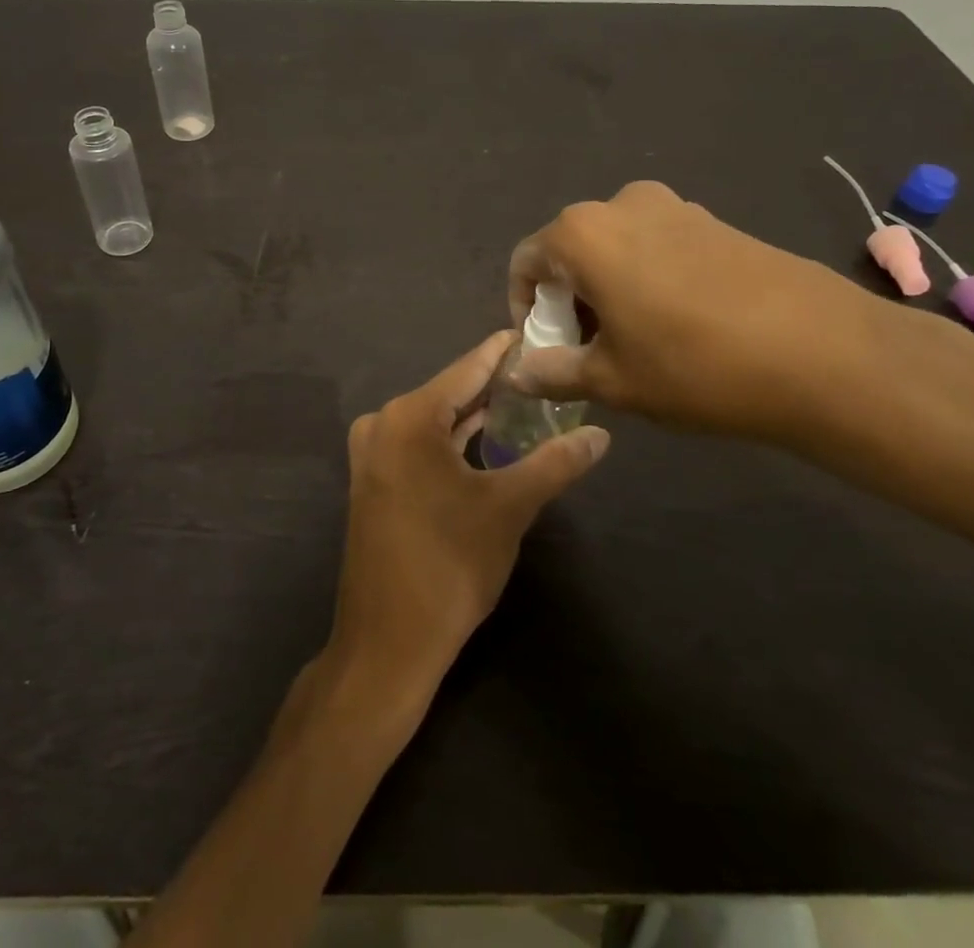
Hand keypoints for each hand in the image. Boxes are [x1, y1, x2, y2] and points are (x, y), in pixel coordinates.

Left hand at [325, 333, 611, 714]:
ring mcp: (372, 454)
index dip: (502, 352)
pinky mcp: (372, 481)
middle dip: (493, 384)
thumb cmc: (450, 566)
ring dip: (473, 414)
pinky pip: (418, 444)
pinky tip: (483, 440)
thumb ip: (555, 463)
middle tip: (541, 371)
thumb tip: (601, 435)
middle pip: (448, 393)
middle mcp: (383, 424)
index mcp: (409, 417)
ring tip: (522, 400)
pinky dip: (451, 439)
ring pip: (433, 420)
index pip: (467, 369)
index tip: (533, 331)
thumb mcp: (509, 509)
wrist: (388, 641)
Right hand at [507, 180, 906, 448]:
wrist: (825, 353)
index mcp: (582, 234)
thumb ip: (552, 372)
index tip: (545, 350)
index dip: (525, 309)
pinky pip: (657, 246)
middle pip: (570, 251)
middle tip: (588, 351)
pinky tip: (678, 325)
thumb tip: (515, 374)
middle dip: (568, 300)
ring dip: (608, 290)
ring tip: (635, 342)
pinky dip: (647, 279)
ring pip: (616, 248)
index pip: (526, 263)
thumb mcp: (612, 380)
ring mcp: (675, 207)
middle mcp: (621, 205)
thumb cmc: (694, 366)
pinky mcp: (715, 221)